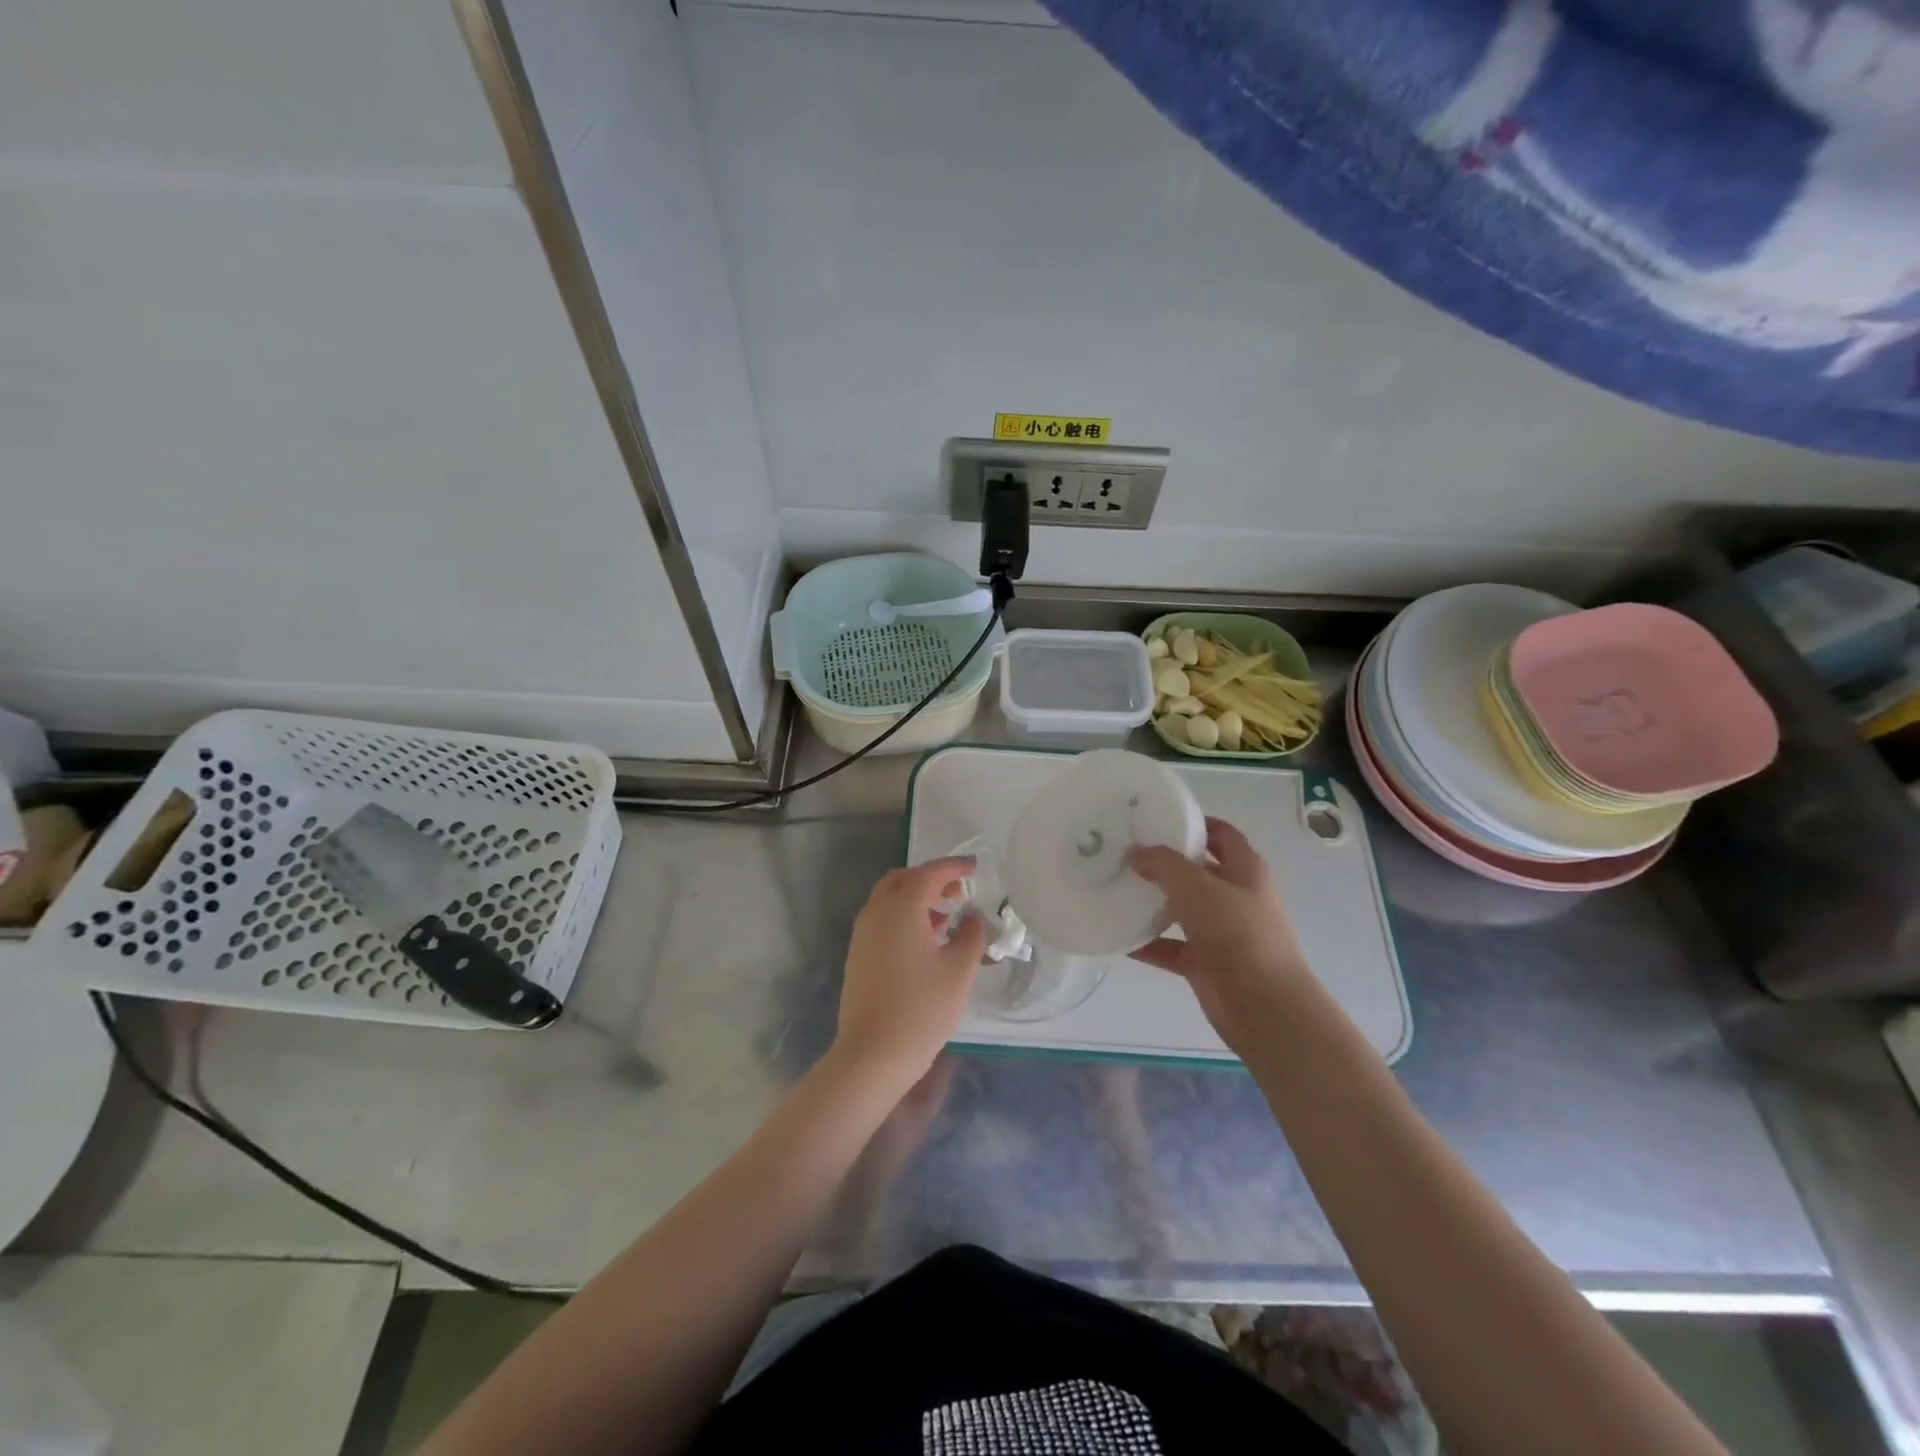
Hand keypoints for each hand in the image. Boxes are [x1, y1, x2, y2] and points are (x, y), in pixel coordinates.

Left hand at [830, 858, 986, 1090]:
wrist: (872, 1054)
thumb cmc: (921, 1008)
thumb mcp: (958, 971)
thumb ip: (970, 936)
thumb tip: (972, 917)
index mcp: (901, 908)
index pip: (929, 874)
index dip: (953, 867)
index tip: (974, 867)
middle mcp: (876, 913)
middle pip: (903, 880)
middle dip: (931, 879)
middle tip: (958, 891)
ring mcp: (862, 934)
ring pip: (889, 900)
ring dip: (916, 899)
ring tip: (945, 919)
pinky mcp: (858, 955)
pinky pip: (882, 920)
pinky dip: (903, 917)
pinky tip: (925, 942)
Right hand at [1127, 818, 1313, 1048]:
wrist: (1264, 1006)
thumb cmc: (1237, 933)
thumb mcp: (1196, 886)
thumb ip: (1163, 864)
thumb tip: (1135, 853)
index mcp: (1245, 870)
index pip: (1221, 834)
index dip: (1194, 823)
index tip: (1154, 818)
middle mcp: (1235, 896)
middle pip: (1197, 870)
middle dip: (1164, 862)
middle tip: (1123, 852)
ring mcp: (1221, 932)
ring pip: (1182, 909)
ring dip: (1152, 902)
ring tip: (1114, 888)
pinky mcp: (1206, 963)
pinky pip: (1171, 946)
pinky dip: (1147, 943)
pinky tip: (1117, 937)